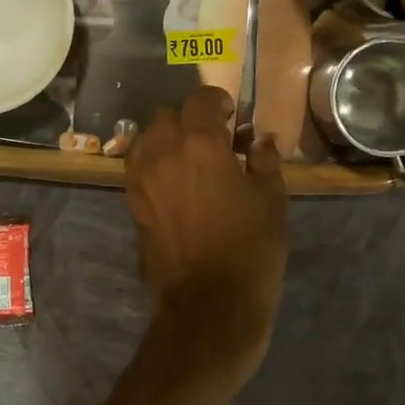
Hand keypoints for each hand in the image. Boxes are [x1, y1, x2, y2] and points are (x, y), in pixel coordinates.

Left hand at [125, 88, 288, 362]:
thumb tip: (259, 140)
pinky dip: (153, 162)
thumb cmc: (250, 248)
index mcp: (199, 143)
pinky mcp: (132, 203)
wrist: (209, 304)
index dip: (217, 101)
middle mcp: (163, 152)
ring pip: (145, 138)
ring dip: (166, 138)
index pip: (201, 100)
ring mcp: (141, 178)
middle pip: (166, 115)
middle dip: (189, 118)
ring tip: (188, 157)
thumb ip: (265, 161)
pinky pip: (137, 166)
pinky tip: (174, 181)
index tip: (232, 115)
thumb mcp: (272, 200)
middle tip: (212, 138)